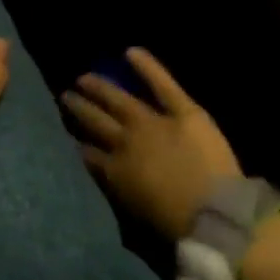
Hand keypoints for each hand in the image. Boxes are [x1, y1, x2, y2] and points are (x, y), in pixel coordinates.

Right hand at [62, 48, 241, 239]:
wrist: (214, 215)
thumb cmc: (176, 227)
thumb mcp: (135, 219)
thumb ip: (118, 194)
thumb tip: (105, 180)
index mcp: (115, 173)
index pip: (88, 155)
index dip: (76, 144)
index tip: (66, 135)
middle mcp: (127, 143)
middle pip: (97, 122)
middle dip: (80, 109)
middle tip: (65, 96)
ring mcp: (153, 122)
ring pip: (119, 101)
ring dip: (99, 89)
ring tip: (83, 78)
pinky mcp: (183, 112)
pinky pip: (162, 84)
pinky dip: (147, 66)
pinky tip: (130, 51)